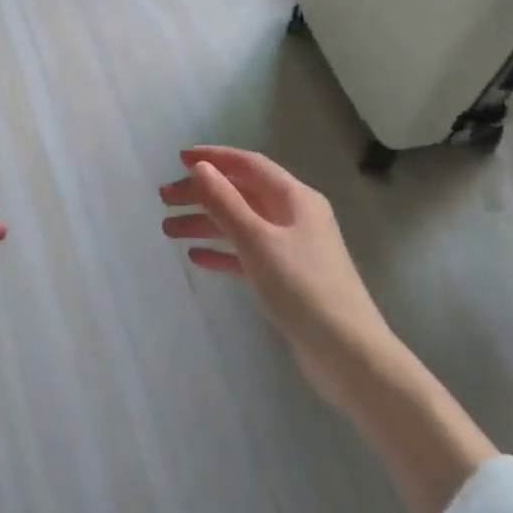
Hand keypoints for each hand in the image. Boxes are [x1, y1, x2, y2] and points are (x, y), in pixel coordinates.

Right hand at [160, 147, 390, 409]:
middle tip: (164, 198)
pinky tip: (196, 257)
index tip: (179, 158)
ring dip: (206, 223)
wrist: (348, 354)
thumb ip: (226, 203)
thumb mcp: (258, 241)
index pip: (249, 165)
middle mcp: (294, 216)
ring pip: (241, 224)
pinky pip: (247, 254)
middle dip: (202, 193)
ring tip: (168, 229)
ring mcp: (292, 248)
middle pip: (241, 193)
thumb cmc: (303, 288)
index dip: (214, 158)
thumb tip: (201, 168)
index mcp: (295, 198)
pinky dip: (222, 251)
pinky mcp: (287, 278)